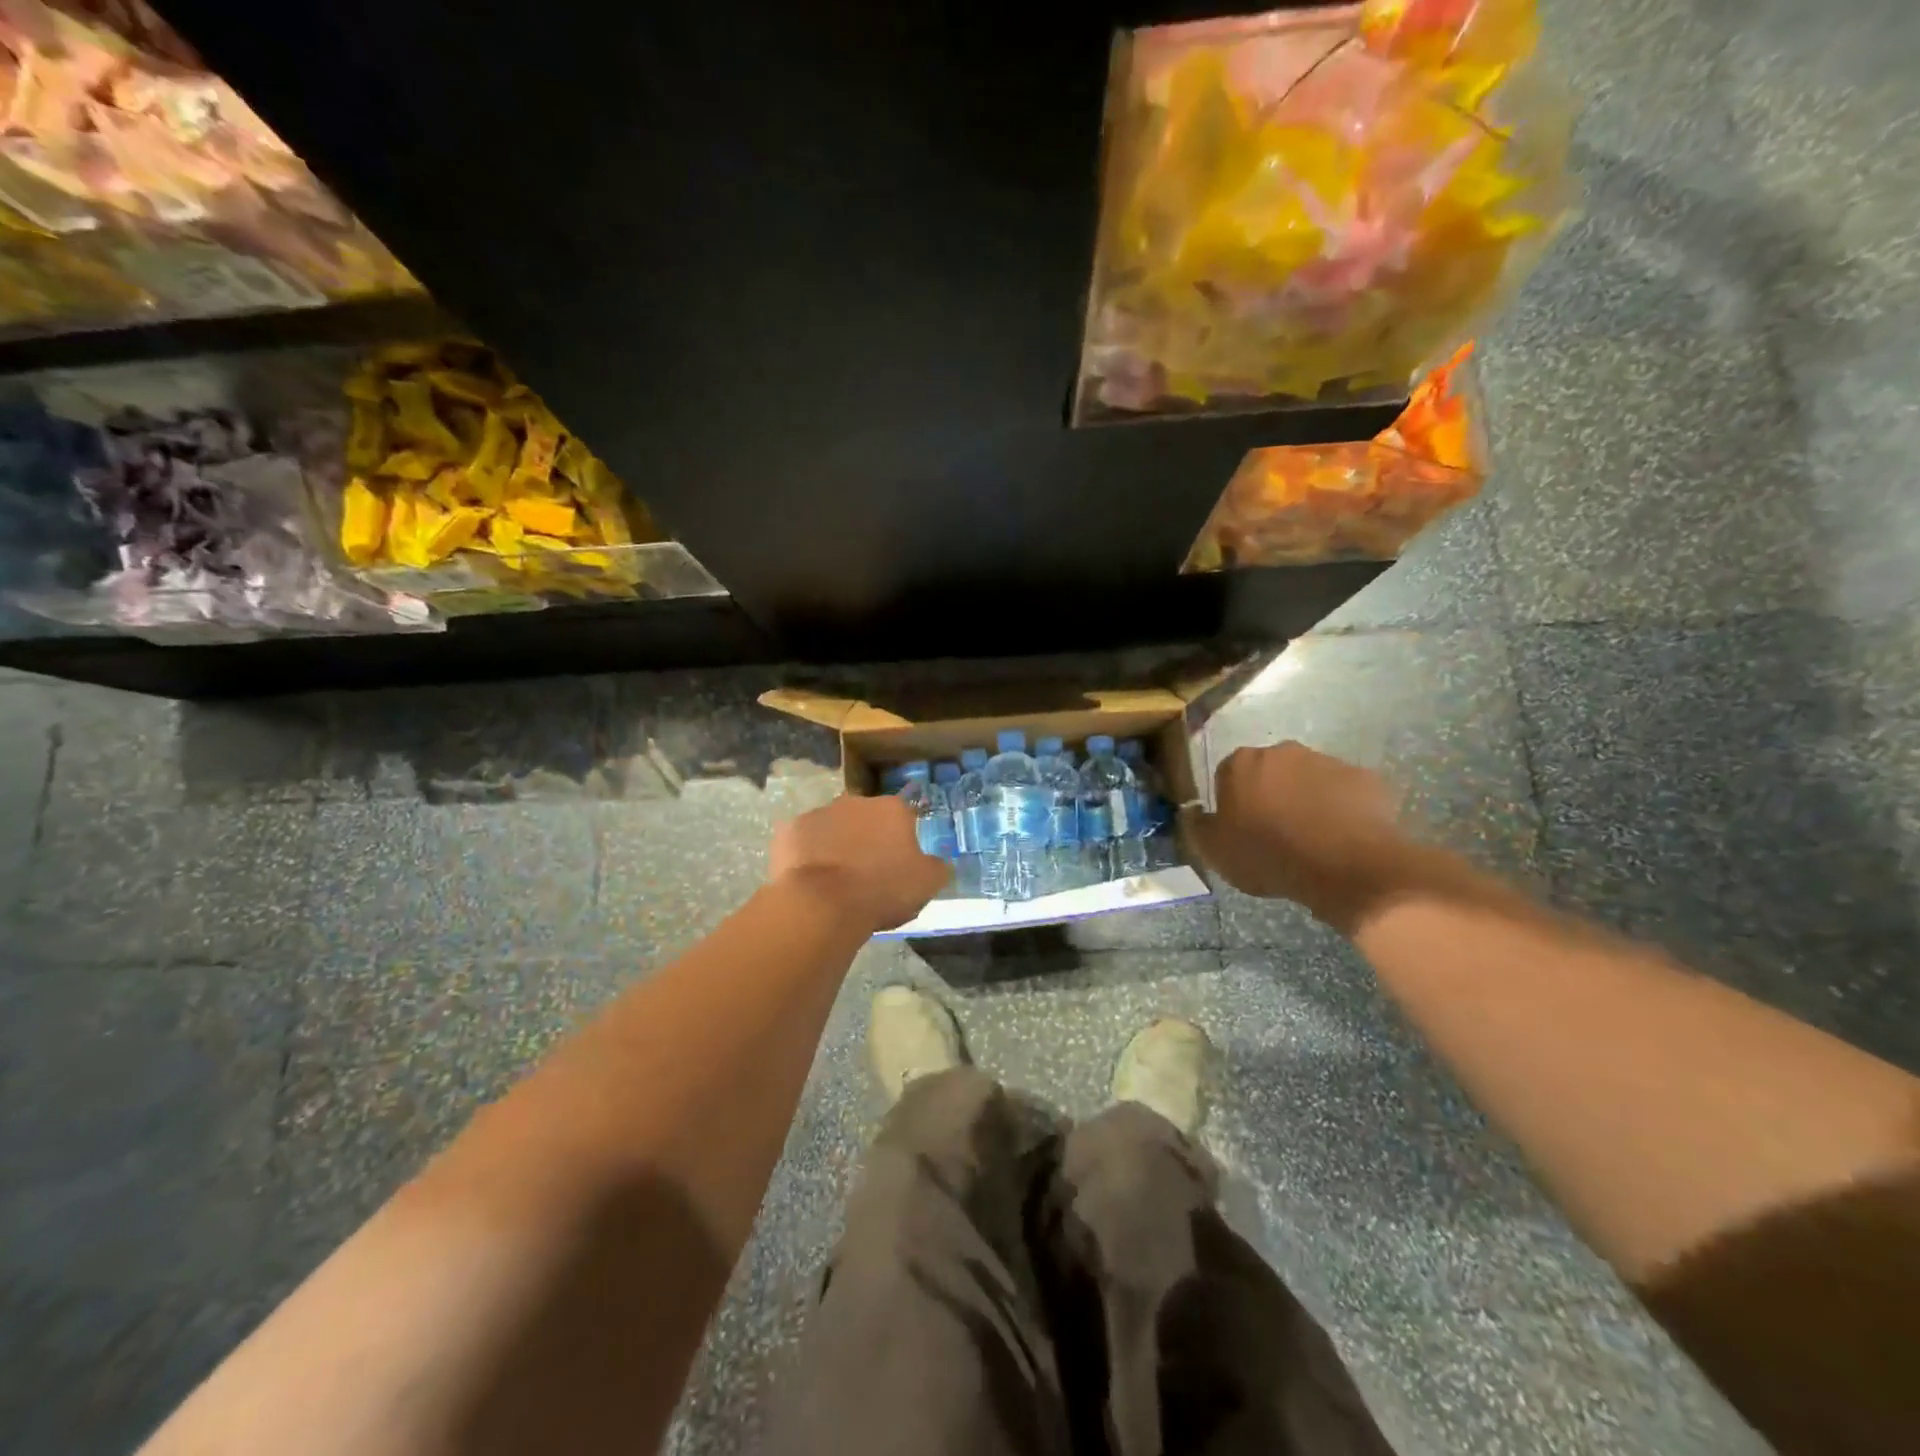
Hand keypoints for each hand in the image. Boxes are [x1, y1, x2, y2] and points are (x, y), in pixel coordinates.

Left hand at [769, 794, 951, 933]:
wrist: (822, 903)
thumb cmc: (881, 890)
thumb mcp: (926, 885)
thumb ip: (937, 868)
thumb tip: (940, 862)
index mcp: (892, 809)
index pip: (904, 816)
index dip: (902, 839)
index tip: (899, 863)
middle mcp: (856, 802)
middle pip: (866, 818)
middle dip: (867, 838)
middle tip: (867, 872)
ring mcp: (819, 813)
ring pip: (833, 827)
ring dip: (837, 844)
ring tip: (836, 880)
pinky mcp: (790, 830)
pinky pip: (803, 841)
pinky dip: (808, 855)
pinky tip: (810, 880)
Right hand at [1184, 742, 1408, 931]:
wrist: (1346, 867)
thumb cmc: (1270, 856)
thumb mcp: (1216, 852)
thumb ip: (1197, 826)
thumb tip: (1192, 810)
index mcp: (1242, 763)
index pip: (1227, 775)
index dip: (1232, 803)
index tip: (1240, 829)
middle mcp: (1283, 751)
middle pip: (1269, 772)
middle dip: (1270, 795)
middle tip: (1274, 833)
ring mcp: (1327, 761)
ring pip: (1308, 780)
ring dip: (1305, 801)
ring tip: (1311, 840)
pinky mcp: (1364, 779)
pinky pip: (1343, 793)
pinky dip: (1339, 810)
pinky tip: (1339, 839)